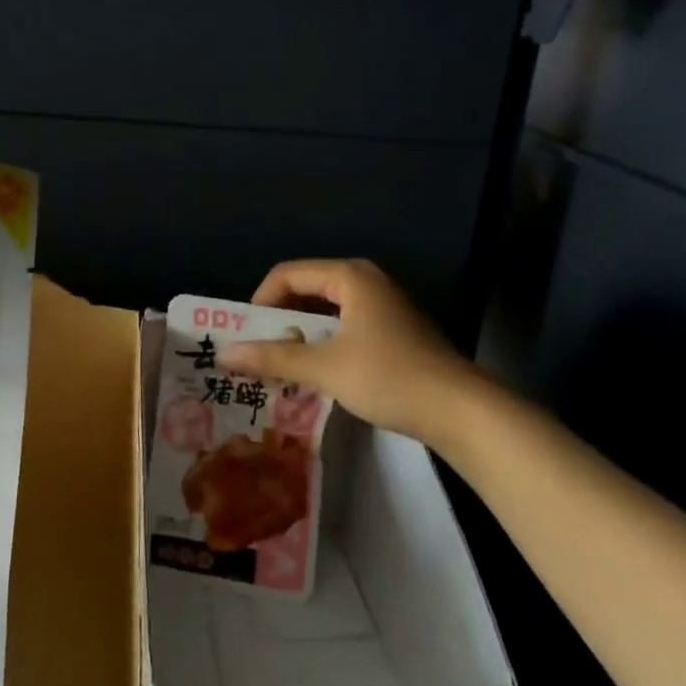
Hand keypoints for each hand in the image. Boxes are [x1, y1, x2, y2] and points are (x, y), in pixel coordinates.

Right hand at [219, 259, 482, 448]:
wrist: (460, 410)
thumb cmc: (389, 376)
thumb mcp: (325, 367)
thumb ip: (274, 358)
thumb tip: (224, 354)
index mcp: (350, 276)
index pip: (288, 274)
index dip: (260, 302)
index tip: (246, 337)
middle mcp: (366, 282)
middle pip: (307, 290)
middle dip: (280, 320)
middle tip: (260, 354)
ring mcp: (384, 307)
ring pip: (327, 312)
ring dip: (302, 336)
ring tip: (282, 367)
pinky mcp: (394, 332)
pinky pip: (346, 327)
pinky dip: (325, 344)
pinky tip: (318, 374)